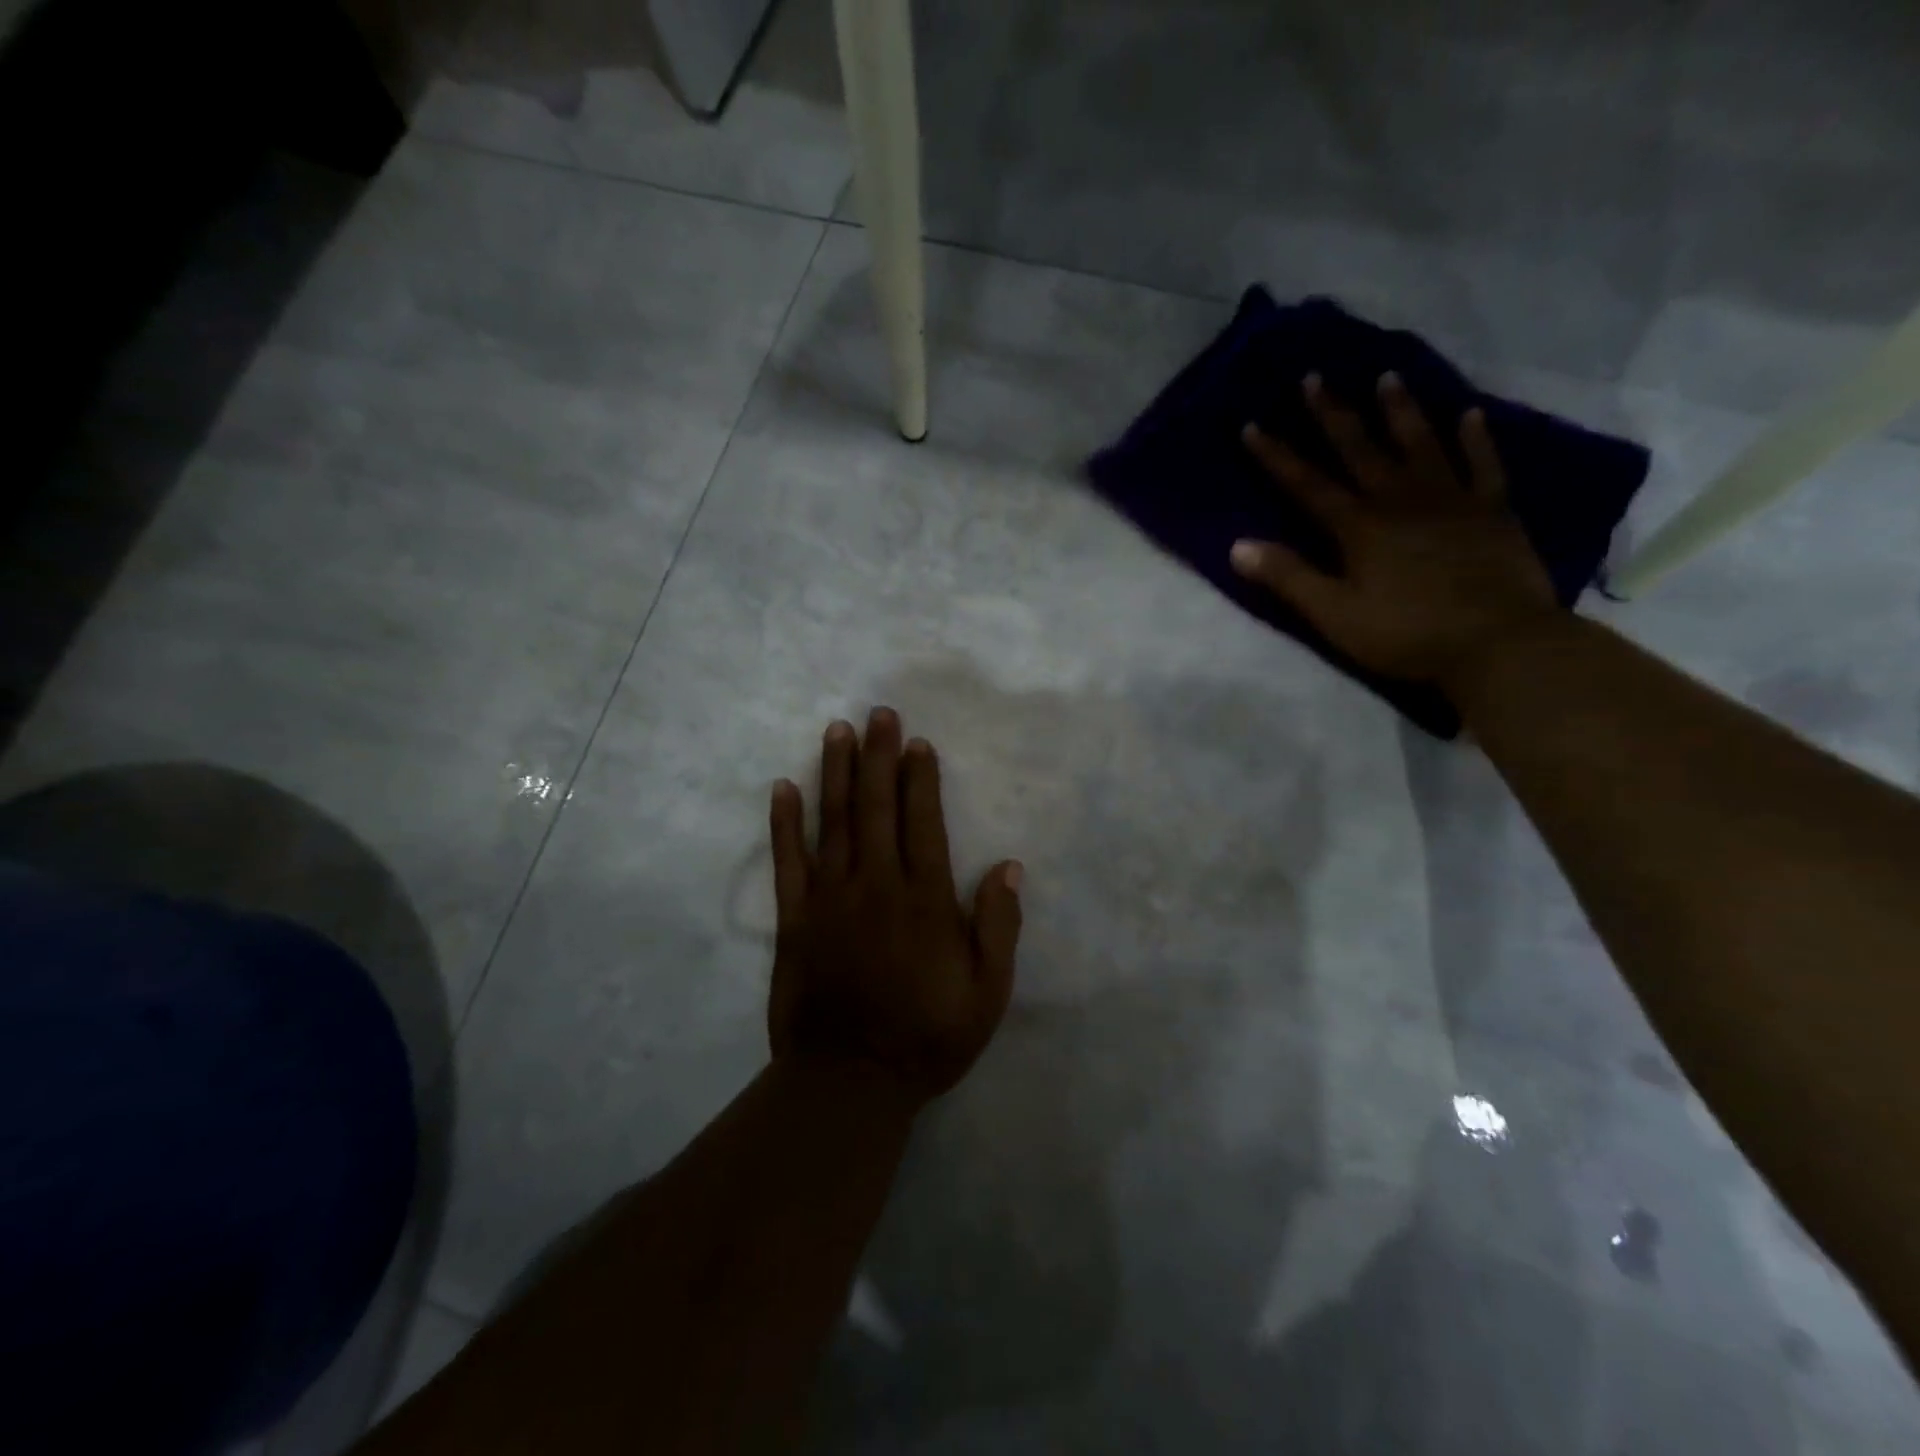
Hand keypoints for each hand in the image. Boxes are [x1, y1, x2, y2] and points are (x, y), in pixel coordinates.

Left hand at [767, 708, 1023, 1104]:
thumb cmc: (926, 1038)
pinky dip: (784, 822)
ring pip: (834, 822)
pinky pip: (788, 861)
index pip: (923, 823)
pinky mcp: (794, 918)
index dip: (921, 779)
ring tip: (838, 731)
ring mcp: (830, 899)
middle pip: (877, 808)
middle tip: (878, 713)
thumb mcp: (987, 994)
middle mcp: (876, 886)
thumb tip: (1009, 866)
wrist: (848, 1082)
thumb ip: (999, 927)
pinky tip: (784, 787)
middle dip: (880, 757)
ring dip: (837, 772)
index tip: (917, 742)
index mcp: (924, 901)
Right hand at [1231, 372, 1557, 686]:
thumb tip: (1237, 546)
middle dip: (1333, 414)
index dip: (1277, 456)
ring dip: (1400, 411)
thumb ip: (1289, 578)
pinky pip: (1484, 465)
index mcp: (1360, 528)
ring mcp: (1452, 501)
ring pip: (1421, 444)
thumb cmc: (1407, 635)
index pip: (1307, 485)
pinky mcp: (1494, 511)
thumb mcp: (1335, 615)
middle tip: (1314, 377)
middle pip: (1361, 450)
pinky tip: (1470, 413)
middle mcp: (1401, 501)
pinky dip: (1475, 438)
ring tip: (1387, 376)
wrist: (1498, 644)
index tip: (1252, 425)